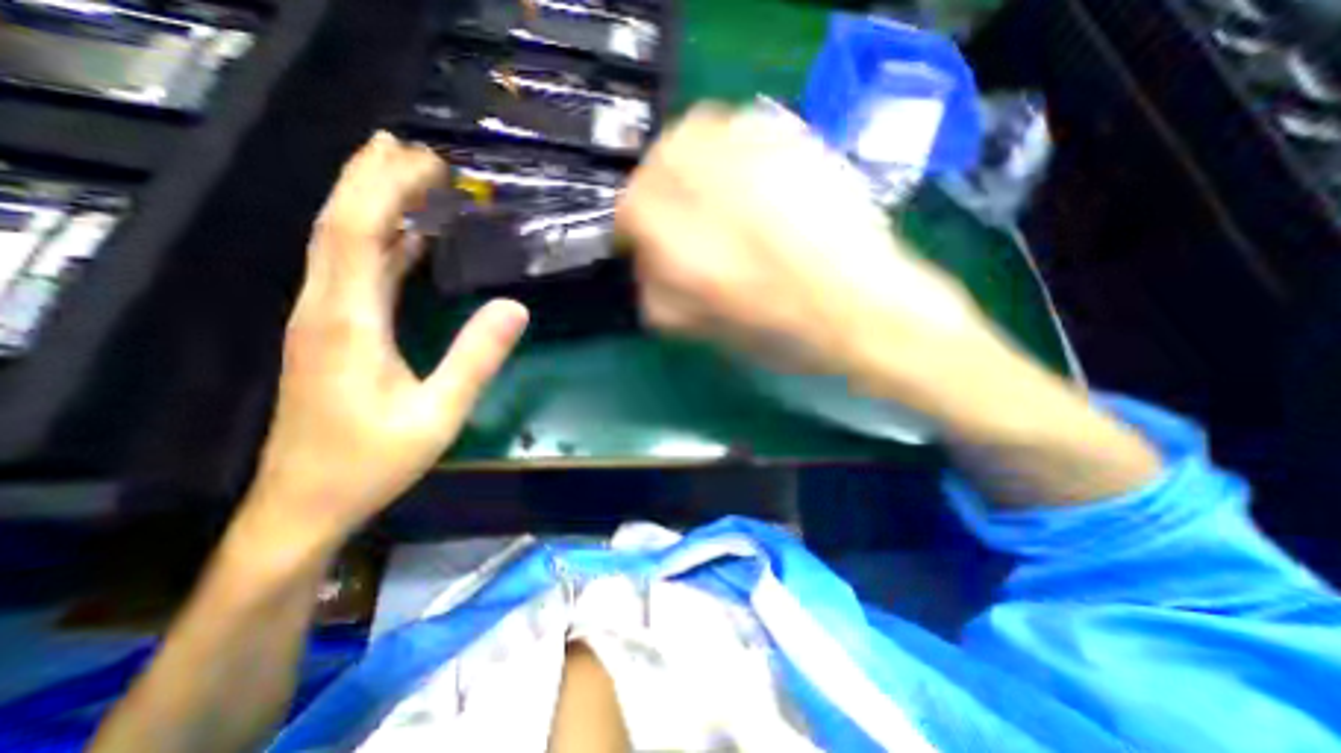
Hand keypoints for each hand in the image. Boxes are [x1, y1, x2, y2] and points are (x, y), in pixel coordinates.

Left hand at [245, 132, 527, 550]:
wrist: (304, 503)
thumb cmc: (372, 462)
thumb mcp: (439, 414)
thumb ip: (477, 358)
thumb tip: (516, 306)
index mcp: (347, 322)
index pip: (357, 232)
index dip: (387, 188)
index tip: (427, 163)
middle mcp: (323, 308)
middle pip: (338, 223)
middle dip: (373, 178)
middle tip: (417, 151)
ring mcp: (321, 319)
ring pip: (338, 242)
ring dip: (371, 203)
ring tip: (408, 176)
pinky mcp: (329, 333)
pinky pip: (350, 272)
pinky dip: (377, 244)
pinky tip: (405, 239)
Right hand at [611, 102, 998, 401]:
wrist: (864, 310)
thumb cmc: (783, 334)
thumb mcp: (708, 330)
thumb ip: (663, 298)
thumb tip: (647, 268)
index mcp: (686, 252)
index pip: (631, 211)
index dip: (633, 222)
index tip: (643, 236)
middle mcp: (713, 197)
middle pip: (658, 161)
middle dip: (656, 184)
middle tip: (673, 207)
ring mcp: (756, 163)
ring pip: (696, 134)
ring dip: (690, 159)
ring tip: (708, 189)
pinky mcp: (794, 145)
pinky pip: (741, 129)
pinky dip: (728, 147)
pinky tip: (745, 177)